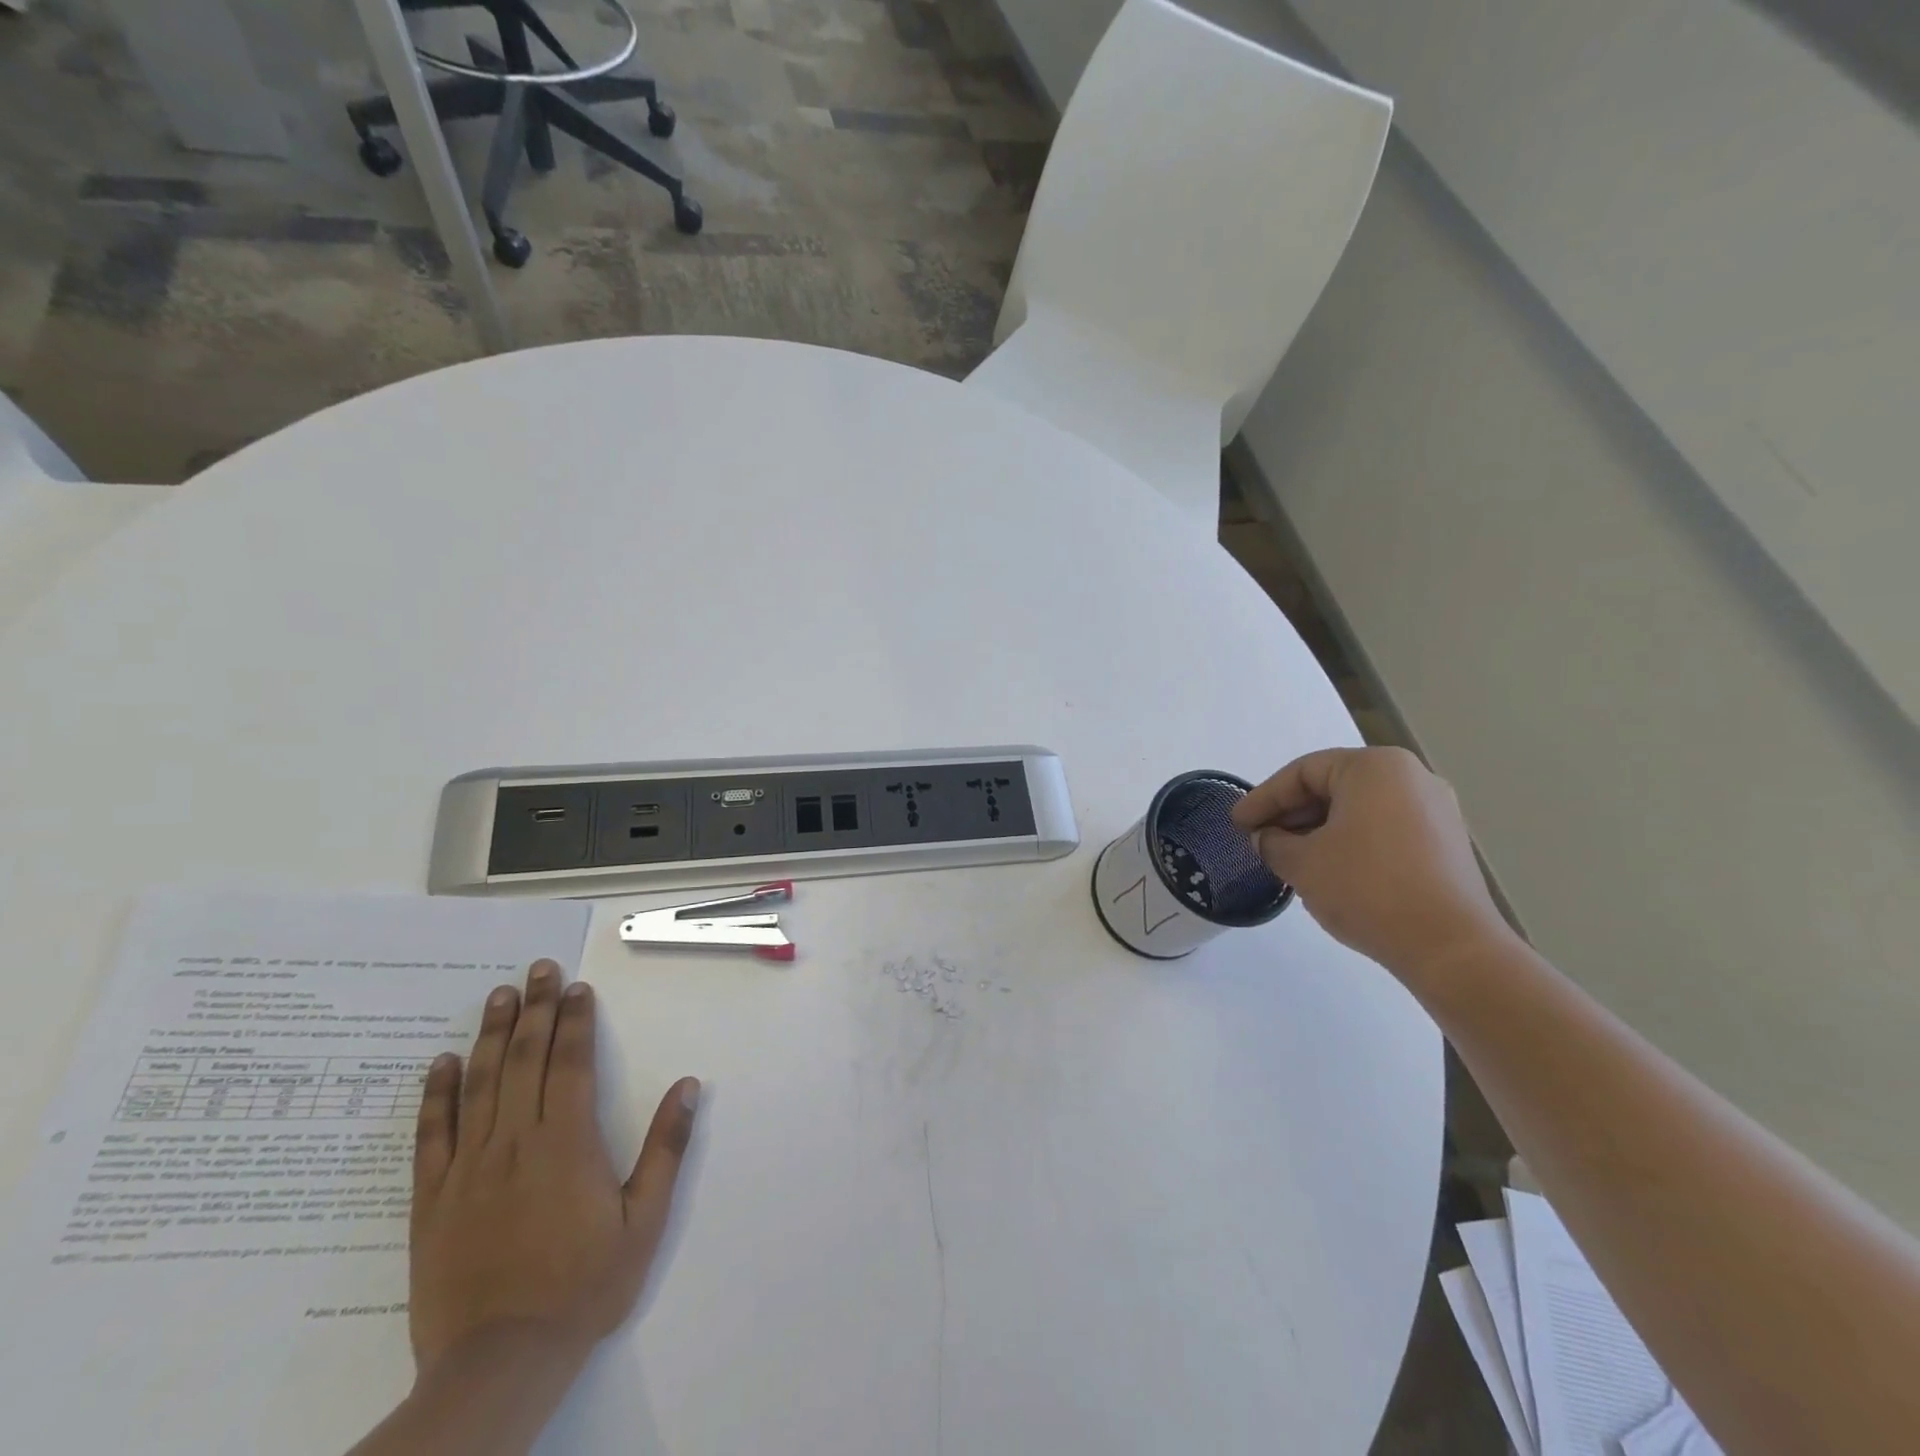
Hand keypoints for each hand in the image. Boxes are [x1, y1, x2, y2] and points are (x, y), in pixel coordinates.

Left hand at [409, 960, 699, 1379]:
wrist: (500, 1363)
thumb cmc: (584, 1287)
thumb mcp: (644, 1221)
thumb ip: (666, 1149)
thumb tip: (688, 1085)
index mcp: (568, 1143)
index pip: (572, 1063)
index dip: (574, 1020)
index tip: (575, 987)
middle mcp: (516, 1142)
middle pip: (525, 1060)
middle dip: (534, 1009)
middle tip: (537, 969)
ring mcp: (469, 1168)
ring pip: (479, 1085)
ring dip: (489, 1035)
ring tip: (498, 996)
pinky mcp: (431, 1200)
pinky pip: (431, 1136)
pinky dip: (434, 1095)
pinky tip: (439, 1064)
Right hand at [1231, 747, 1515, 979]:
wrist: (1449, 947)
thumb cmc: (1367, 888)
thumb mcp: (1302, 862)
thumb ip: (1273, 842)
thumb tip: (1267, 839)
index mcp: (1375, 767)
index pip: (1302, 772)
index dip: (1263, 798)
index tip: (1237, 824)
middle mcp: (1411, 777)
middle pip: (1333, 786)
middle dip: (1291, 814)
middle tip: (1260, 840)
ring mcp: (1435, 810)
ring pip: (1358, 809)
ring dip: (1318, 830)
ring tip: (1289, 858)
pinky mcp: (1445, 844)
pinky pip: (1383, 829)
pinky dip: (1350, 842)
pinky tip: (1328, 870)